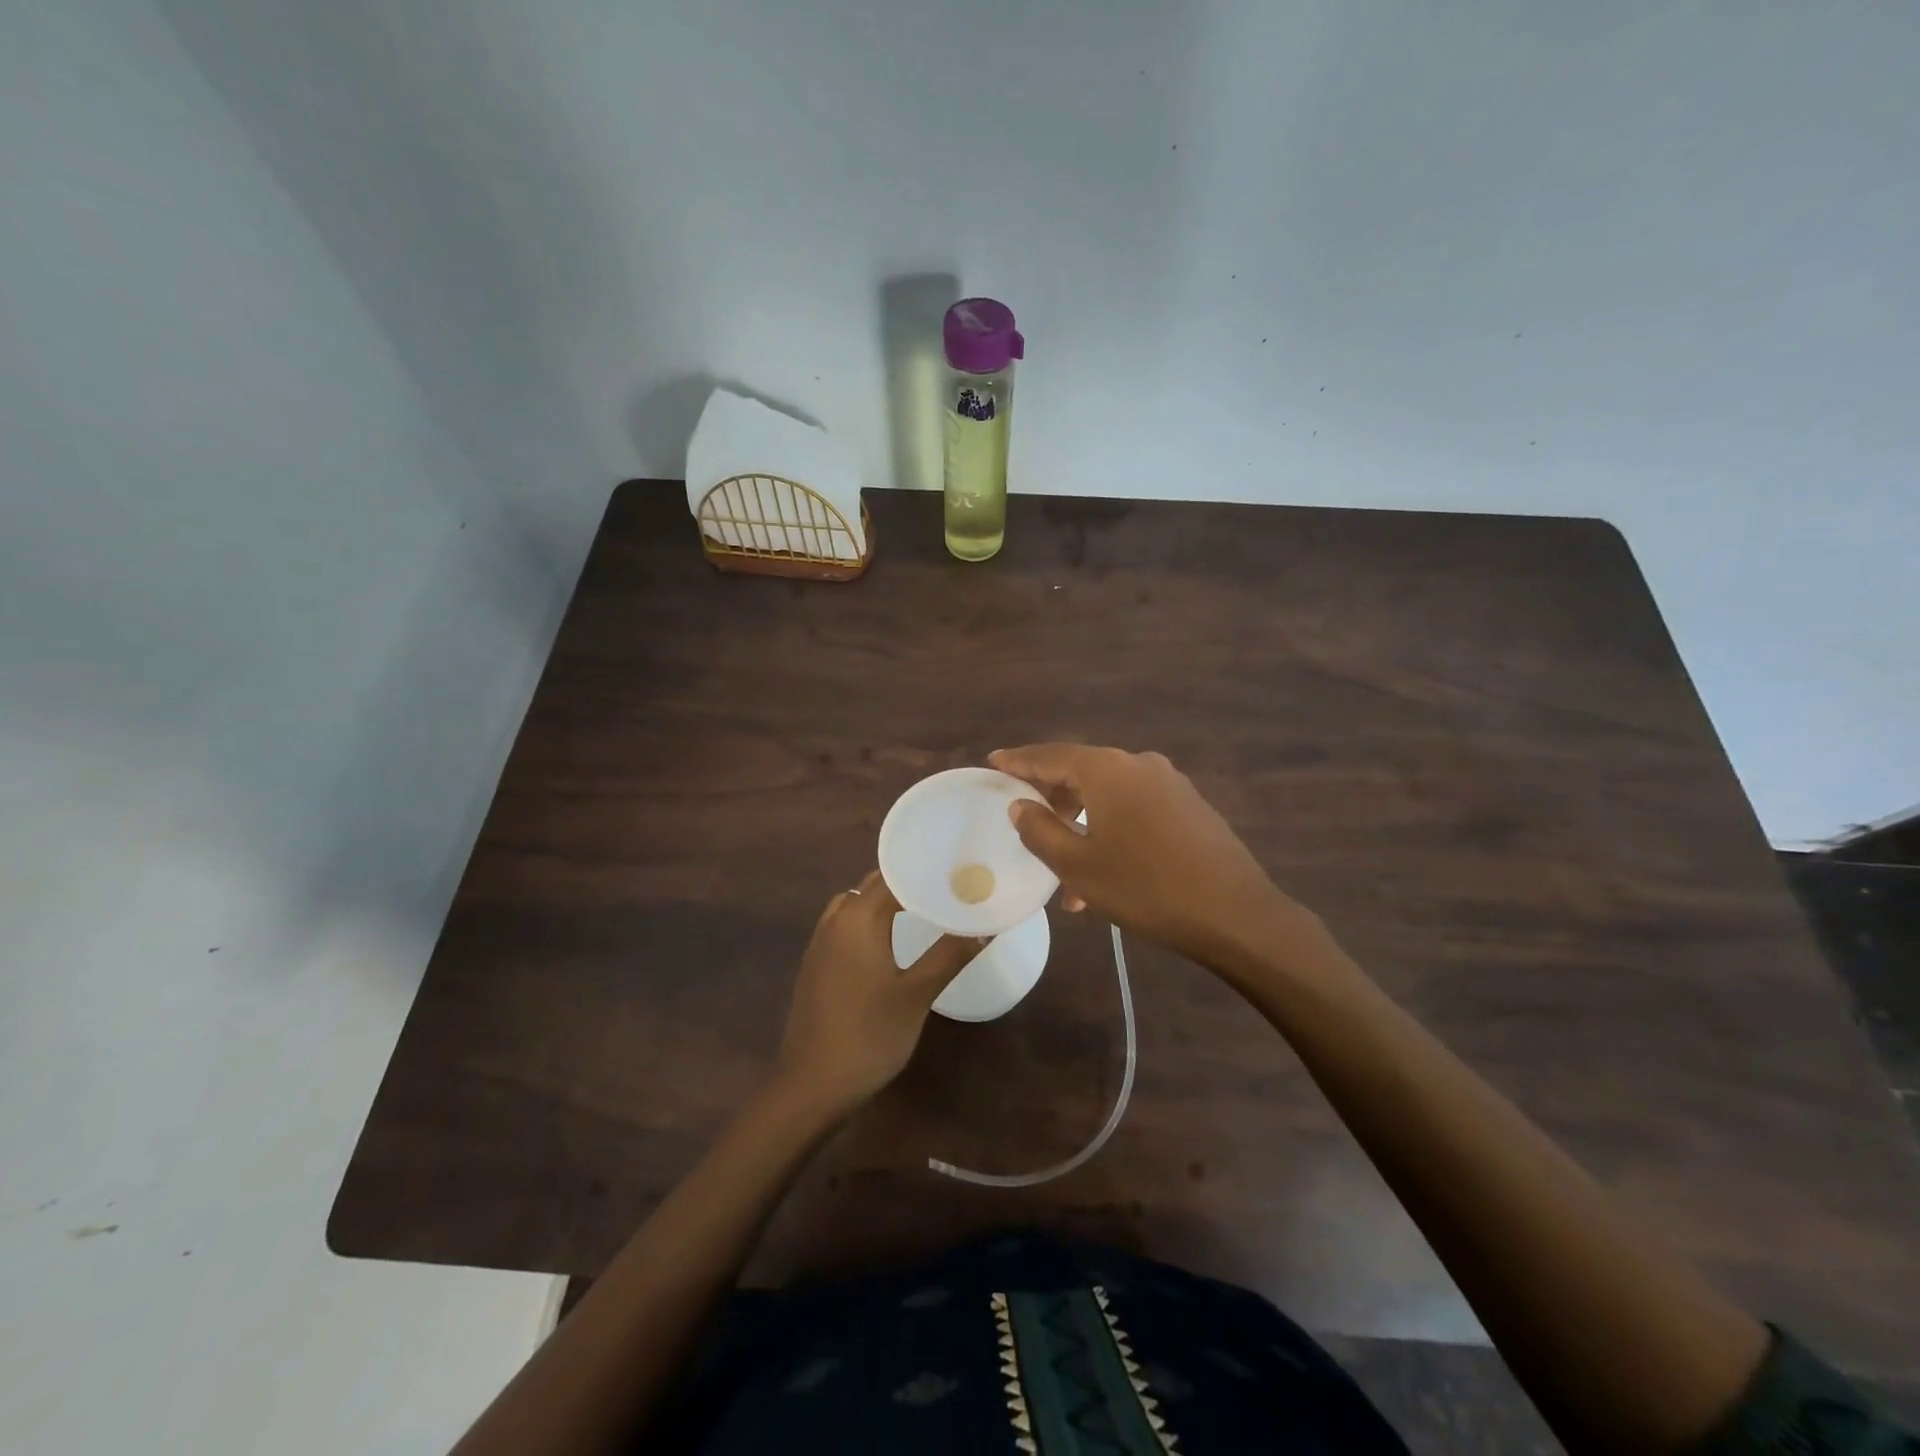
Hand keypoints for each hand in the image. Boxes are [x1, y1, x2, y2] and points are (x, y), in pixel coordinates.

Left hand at [775, 871, 978, 1118]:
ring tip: (923, 908)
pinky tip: (891, 941)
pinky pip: (846, 925)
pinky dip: (869, 920)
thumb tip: (985, 926)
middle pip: (873, 885)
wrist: (813, 1085)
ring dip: (886, 901)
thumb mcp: (917, 994)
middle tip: (948, 886)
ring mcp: (820, 943)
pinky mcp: (816, 965)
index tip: (956, 867)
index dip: (924, 868)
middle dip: (908, 882)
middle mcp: (835, 920)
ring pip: (856, 904)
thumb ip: (950, 955)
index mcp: (857, 918)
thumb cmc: (869, 1035)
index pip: (893, 875)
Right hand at [989, 744, 1323, 978]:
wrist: (1236, 913)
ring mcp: (1170, 784)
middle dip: (1052, 799)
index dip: (1019, 761)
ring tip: (1065, 875)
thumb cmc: (1145, 887)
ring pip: (1109, 797)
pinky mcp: (1190, 806)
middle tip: (1025, 819)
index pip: (1051, 756)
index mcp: (1107, 770)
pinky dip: (1111, 830)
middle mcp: (1138, 765)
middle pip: (1082, 772)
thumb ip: (1041, 830)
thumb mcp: (1078, 866)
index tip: (994, 761)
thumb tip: (1020, 804)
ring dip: (1082, 826)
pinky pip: (1136, 809)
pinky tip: (1106, 872)